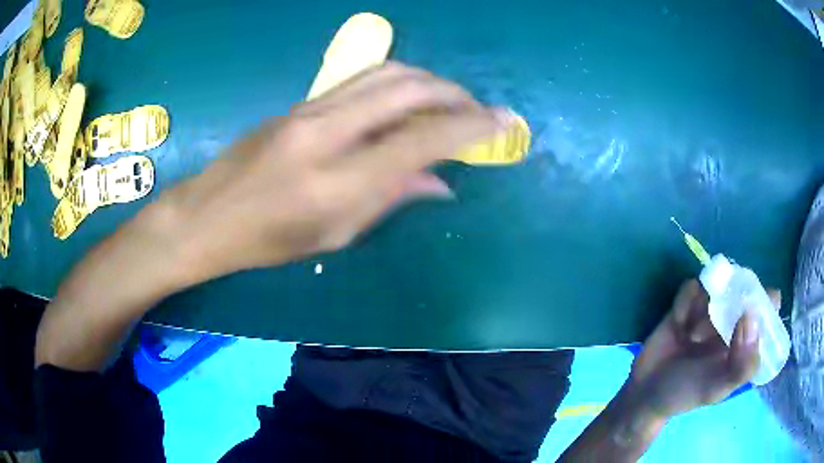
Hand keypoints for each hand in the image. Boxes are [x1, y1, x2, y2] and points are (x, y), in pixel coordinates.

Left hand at [162, 62, 514, 280]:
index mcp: (338, 181)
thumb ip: (390, 199)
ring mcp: (310, 110)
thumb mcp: (333, 235)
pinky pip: (361, 82)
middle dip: (454, 93)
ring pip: (385, 74)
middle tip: (477, 109)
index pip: (422, 140)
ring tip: (448, 101)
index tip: (505, 121)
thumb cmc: (266, 242)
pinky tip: (407, 102)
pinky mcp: (300, 103)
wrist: (207, 215)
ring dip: (427, 81)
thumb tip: (439, 181)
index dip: (471, 127)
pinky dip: (397, 85)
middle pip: (407, 89)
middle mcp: (327, 132)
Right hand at [629, 279, 776, 418]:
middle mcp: (733, 321)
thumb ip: (741, 364)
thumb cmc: (684, 394)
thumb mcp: (716, 389)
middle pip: (743, 287)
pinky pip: (692, 287)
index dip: (765, 301)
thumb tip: (751, 317)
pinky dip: (685, 302)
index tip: (750, 308)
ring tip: (691, 333)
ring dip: (704, 304)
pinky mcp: (689, 303)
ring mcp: (711, 310)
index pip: (768, 308)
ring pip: (716, 284)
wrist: (644, 392)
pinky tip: (678, 323)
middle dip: (730, 297)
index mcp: (746, 341)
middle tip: (713, 324)